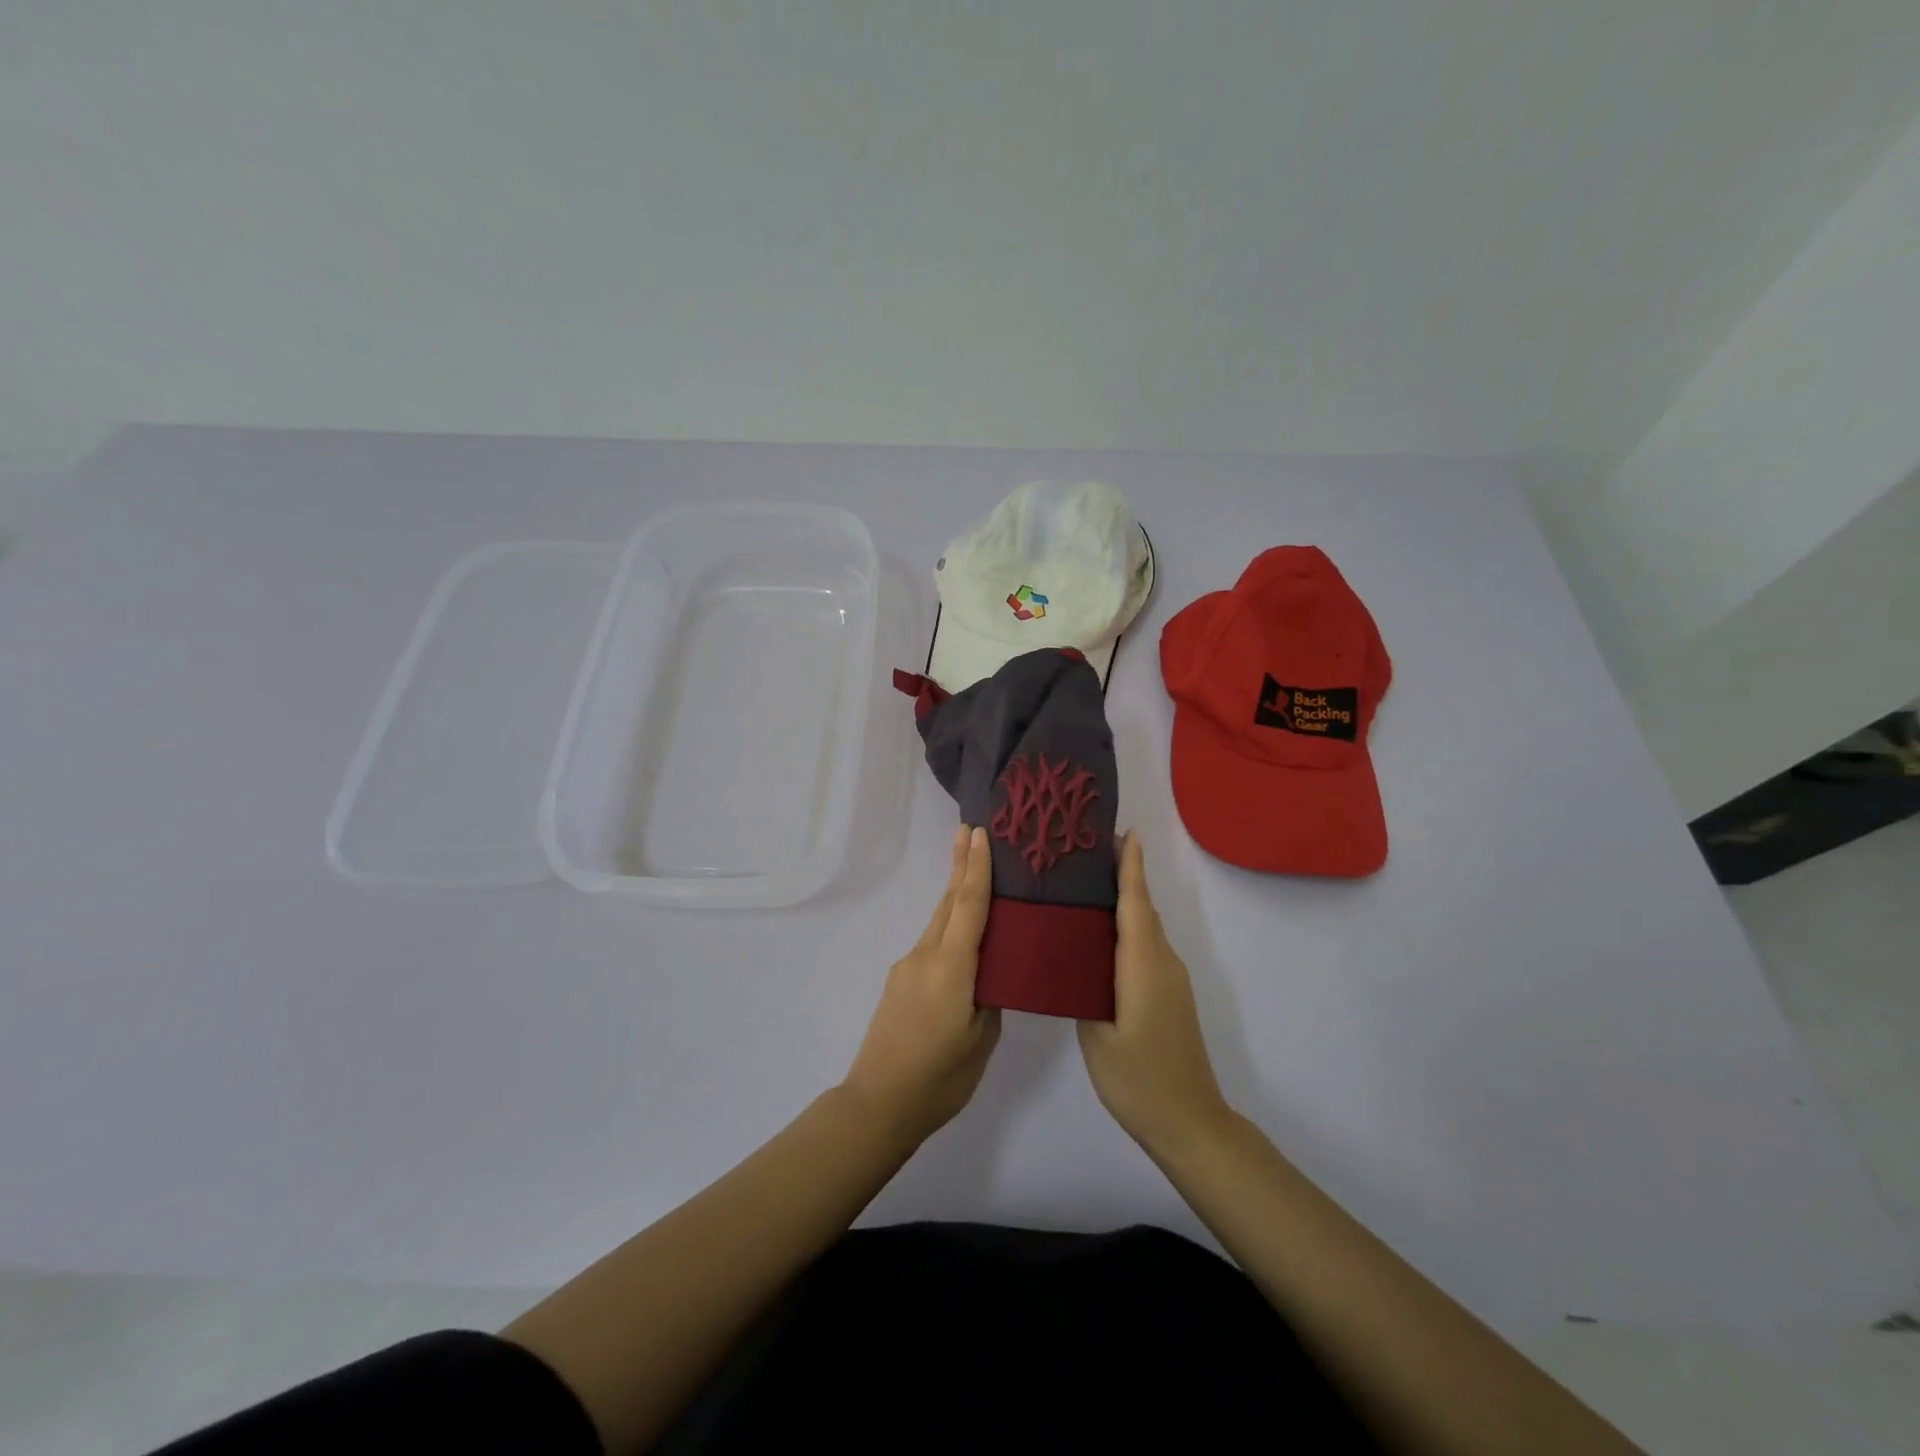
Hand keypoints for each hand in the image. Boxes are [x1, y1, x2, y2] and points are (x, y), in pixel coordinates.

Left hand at [842, 824, 1000, 1147]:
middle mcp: (925, 956)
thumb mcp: (982, 1039)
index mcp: (951, 967)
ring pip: (938, 922)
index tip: (979, 834)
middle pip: (948, 903)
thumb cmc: (940, 1077)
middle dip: (961, 866)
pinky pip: (931, 944)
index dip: (976, 868)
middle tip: (971, 832)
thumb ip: (990, 998)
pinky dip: (948, 928)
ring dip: (955, 896)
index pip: (968, 906)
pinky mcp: (899, 983)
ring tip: (973, 873)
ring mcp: (907, 968)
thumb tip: (989, 977)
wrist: (879, 1103)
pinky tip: (961, 939)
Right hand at [1078, 832, 1231, 1154]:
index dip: (1130, 867)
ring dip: (1124, 902)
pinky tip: (1100, 936)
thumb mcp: (1097, 1035)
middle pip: (1142, 909)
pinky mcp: (1169, 994)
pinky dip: (1127, 928)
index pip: (1136, 904)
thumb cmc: (1138, 1079)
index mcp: (1143, 966)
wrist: (1190, 1123)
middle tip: (1085, 852)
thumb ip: (1084, 988)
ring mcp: (1170, 979)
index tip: (1124, 832)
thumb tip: (1074, 955)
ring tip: (1086, 886)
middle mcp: (1163, 963)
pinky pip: (1146, 947)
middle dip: (1122, 875)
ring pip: (1144, 928)